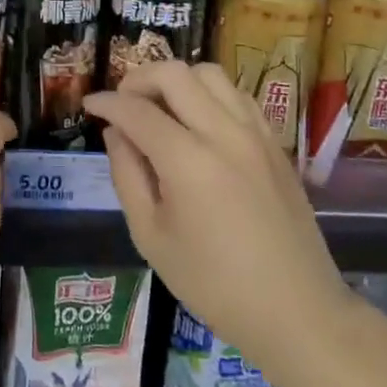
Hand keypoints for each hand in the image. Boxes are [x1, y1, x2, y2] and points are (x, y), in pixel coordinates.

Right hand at [85, 62, 347, 367]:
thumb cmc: (214, 285)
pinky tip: (199, 122)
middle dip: (139, 78)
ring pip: (210, 74)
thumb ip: (127, 175)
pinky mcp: (275, 143)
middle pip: (175, 74)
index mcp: (188, 161)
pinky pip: (238, 95)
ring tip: (161, 108)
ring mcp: (255, 134)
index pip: (136, 111)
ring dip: (178, 81)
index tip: (89, 105)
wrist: (298, 313)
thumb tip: (116, 133)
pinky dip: (210, 94)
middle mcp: (223, 134)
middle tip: (123, 102)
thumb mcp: (151, 237)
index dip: (106, 103)